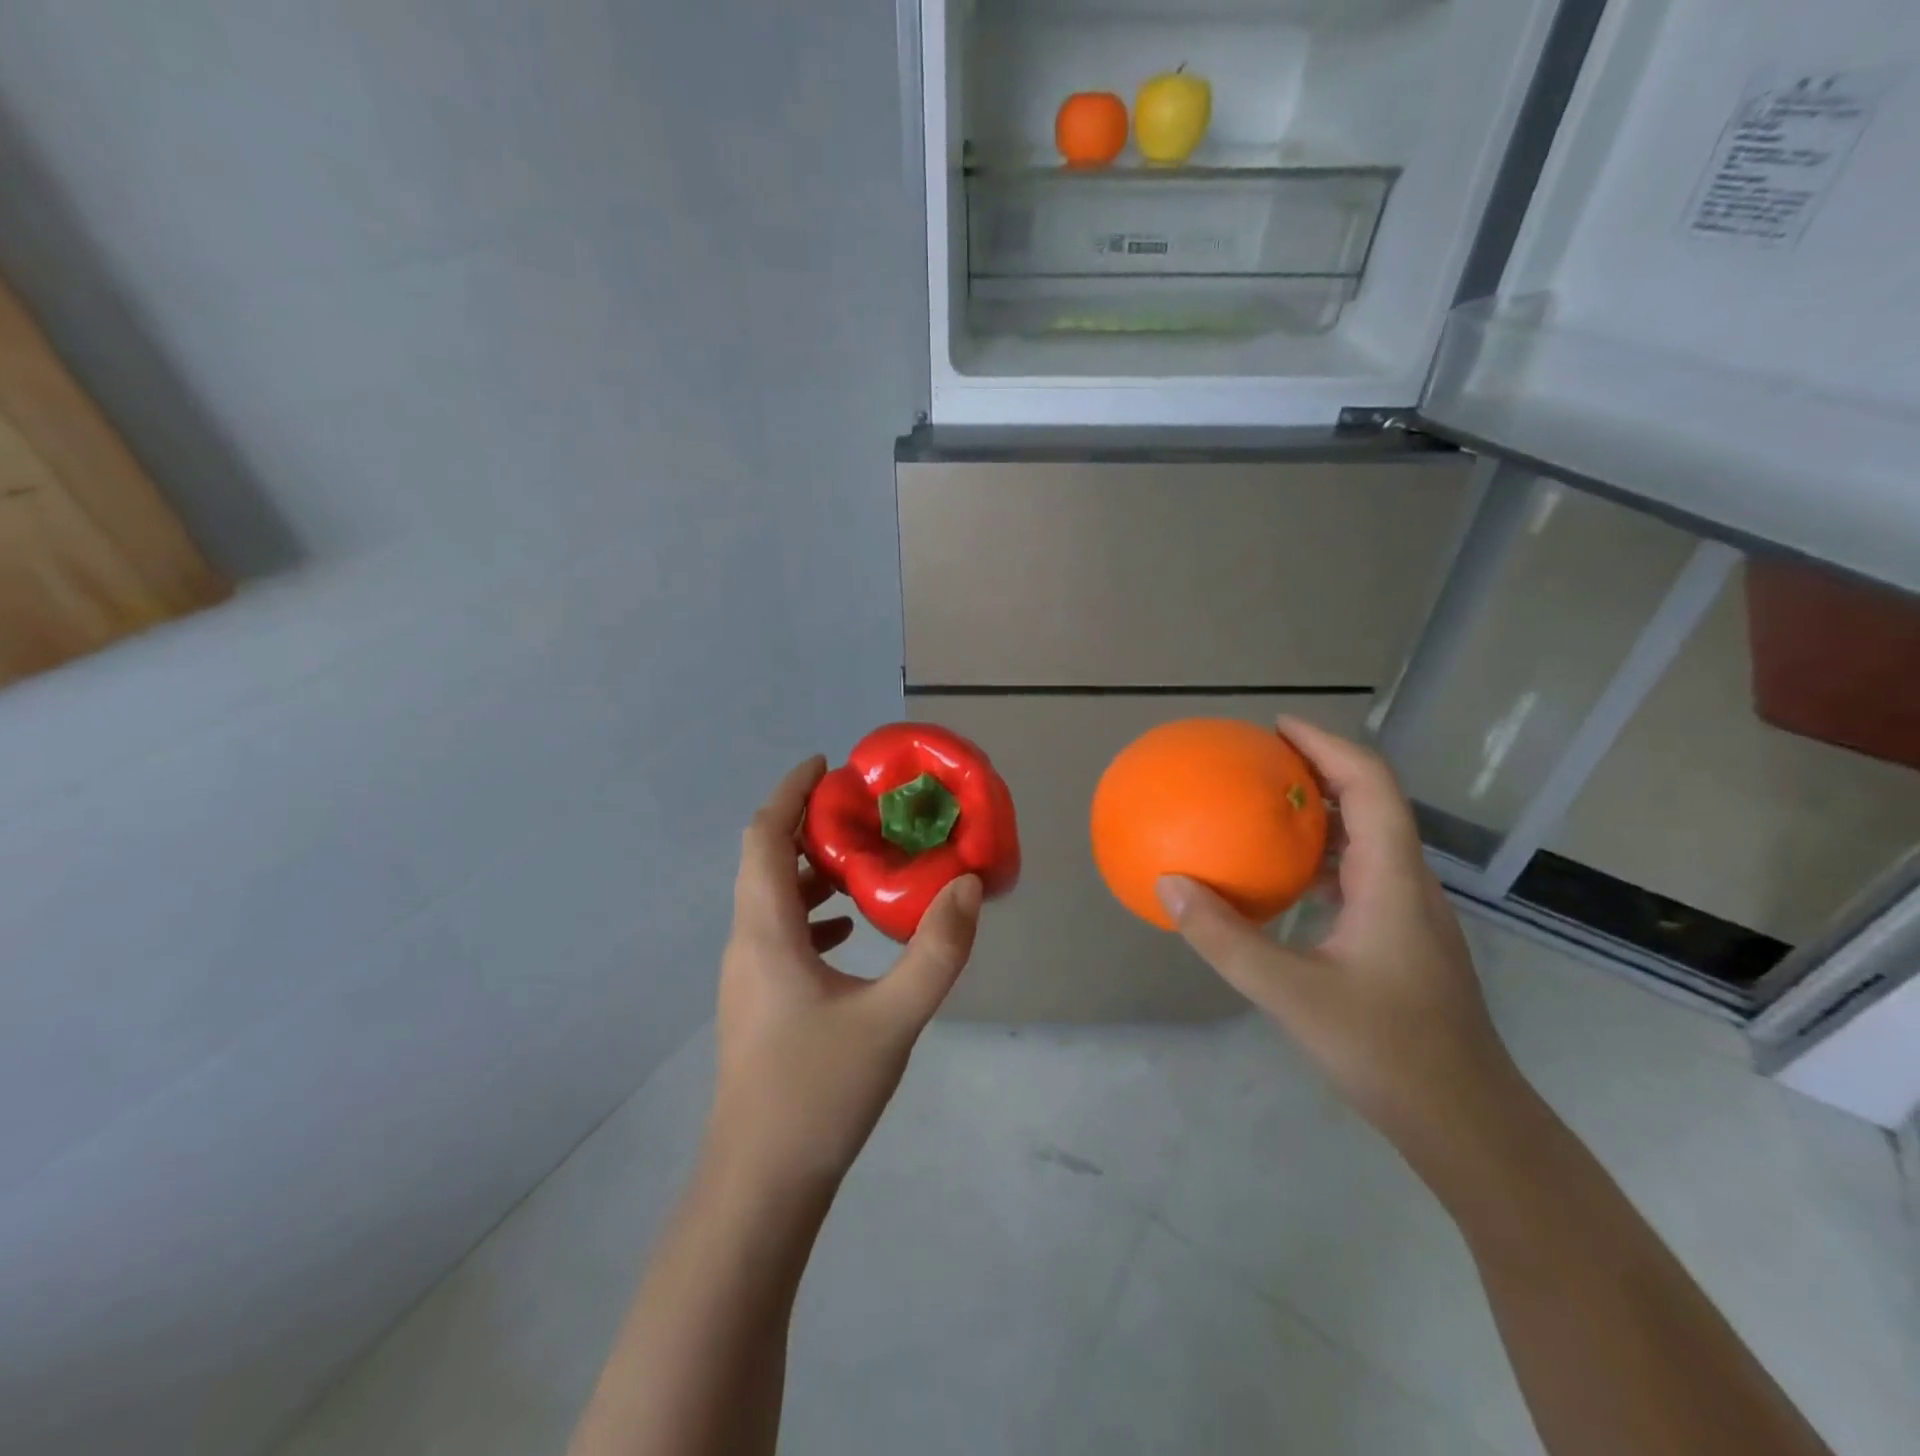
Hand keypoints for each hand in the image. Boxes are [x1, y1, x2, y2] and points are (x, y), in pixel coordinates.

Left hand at [707, 756, 983, 1192]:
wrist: (760, 1188)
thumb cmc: (818, 1095)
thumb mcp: (892, 1019)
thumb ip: (937, 950)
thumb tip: (968, 885)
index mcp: (766, 932)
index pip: (765, 837)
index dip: (790, 792)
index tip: (828, 765)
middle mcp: (747, 943)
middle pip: (767, 861)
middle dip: (809, 825)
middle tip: (864, 810)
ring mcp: (749, 977)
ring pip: (774, 899)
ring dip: (814, 869)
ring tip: (867, 859)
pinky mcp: (760, 1003)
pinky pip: (782, 933)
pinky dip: (814, 912)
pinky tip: (853, 930)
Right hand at [1155, 718, 1521, 1160]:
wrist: (1467, 1123)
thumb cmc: (1387, 1051)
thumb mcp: (1291, 994)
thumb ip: (1225, 939)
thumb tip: (1169, 886)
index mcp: (1391, 880)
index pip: (1370, 785)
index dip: (1328, 744)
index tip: (1278, 727)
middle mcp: (1406, 884)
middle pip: (1372, 802)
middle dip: (1320, 768)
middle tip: (1260, 760)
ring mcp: (1408, 914)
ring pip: (1367, 839)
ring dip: (1321, 812)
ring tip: (1264, 807)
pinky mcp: (1400, 940)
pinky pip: (1359, 875)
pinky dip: (1320, 857)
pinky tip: (1282, 879)